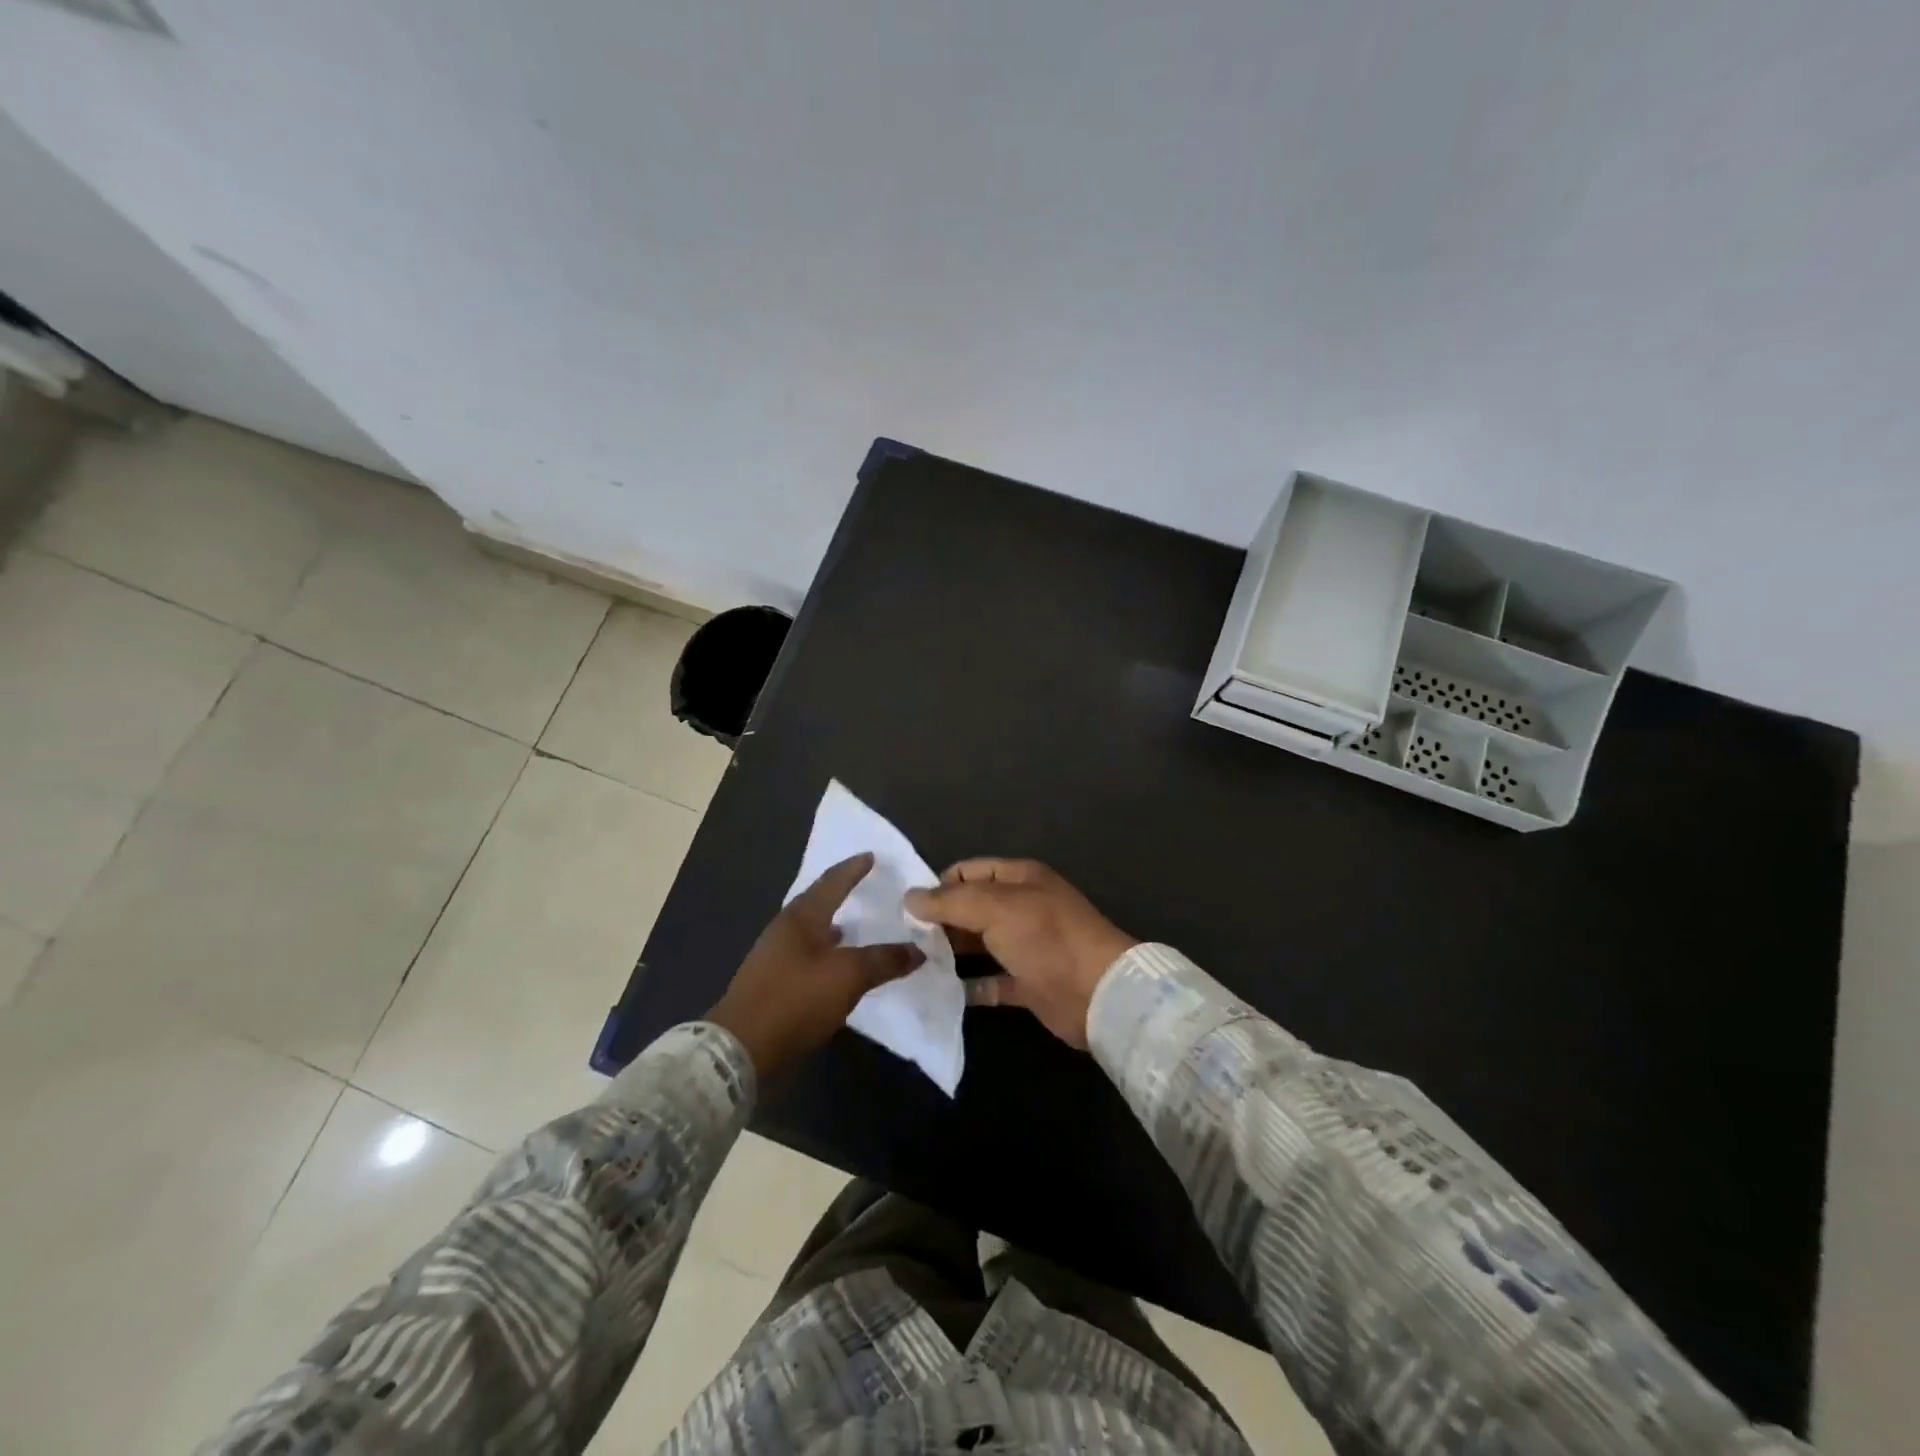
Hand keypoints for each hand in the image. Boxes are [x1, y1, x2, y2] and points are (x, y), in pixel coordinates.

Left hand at [708, 853, 923, 1077]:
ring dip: (834, 926)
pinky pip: (807, 956)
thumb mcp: (848, 976)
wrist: (740, 1049)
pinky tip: (838, 965)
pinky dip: (827, 953)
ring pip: (811, 931)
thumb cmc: (795, 999)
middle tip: (866, 887)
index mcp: (800, 917)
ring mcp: (774, 957)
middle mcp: (785, 930)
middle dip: (841, 893)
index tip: (871, 855)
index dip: (853, 868)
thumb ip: (884, 960)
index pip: (831, 882)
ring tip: (857, 926)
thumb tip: (918, 950)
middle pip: (817, 903)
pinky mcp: (772, 983)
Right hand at [905, 859, 1136, 1048]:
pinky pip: (990, 981)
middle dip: (940, 921)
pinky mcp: (1028, 983)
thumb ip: (951, 901)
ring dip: (950, 953)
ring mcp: (1026, 946)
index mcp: (1020, 878)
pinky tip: (940, 992)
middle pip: (971, 908)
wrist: (1098, 994)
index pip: (969, 871)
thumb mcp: (996, 908)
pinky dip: (968, 986)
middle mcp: (1022, 908)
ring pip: (979, 945)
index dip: (939, 885)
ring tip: (912, 965)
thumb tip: (910, 897)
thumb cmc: (1046, 938)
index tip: (907, 909)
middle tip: (903, 940)